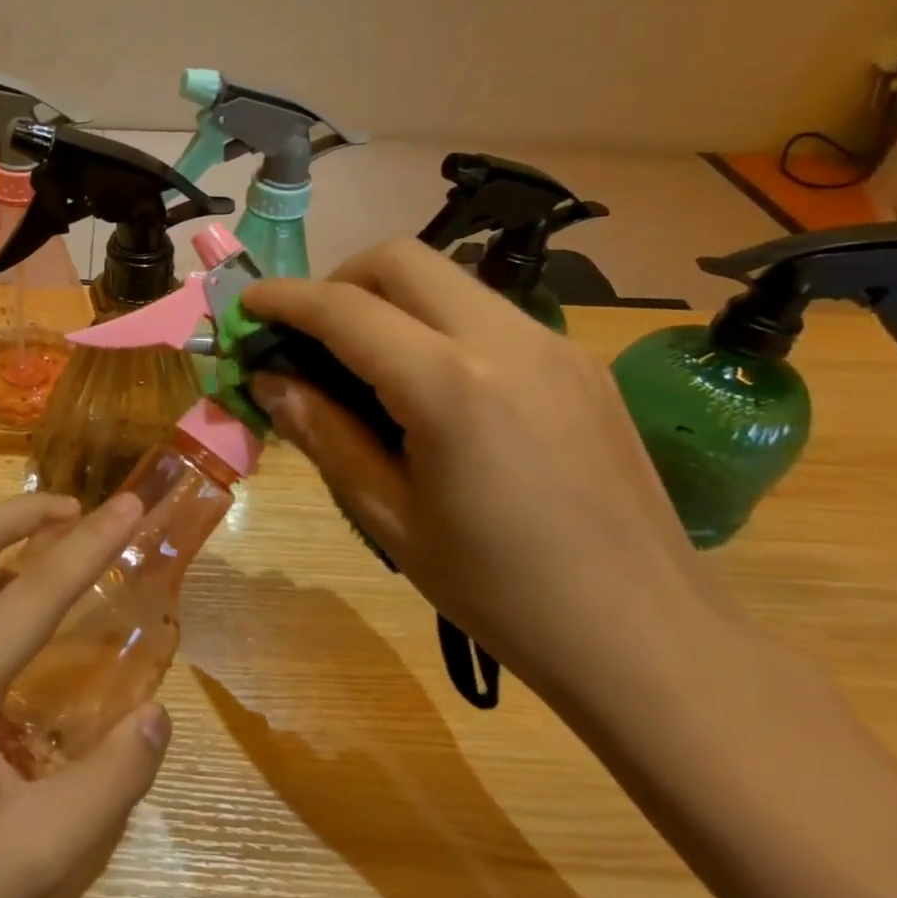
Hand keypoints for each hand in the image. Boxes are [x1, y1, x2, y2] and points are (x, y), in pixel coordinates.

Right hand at [245, 237, 711, 704]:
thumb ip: (322, 432)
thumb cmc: (500, 592)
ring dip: (388, 298)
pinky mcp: (579, 361)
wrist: (649, 638)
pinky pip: (486, 312)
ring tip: (365, 362)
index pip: (345, 308)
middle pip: (400, 259)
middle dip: (338, 280)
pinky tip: (431, 386)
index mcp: (450, 386)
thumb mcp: (388, 516)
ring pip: (447, 278)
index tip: (247, 305)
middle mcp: (506, 340)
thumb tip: (268, 380)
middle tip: (310, 335)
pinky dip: (435, 322)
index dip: (285, 298)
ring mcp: (553, 344)